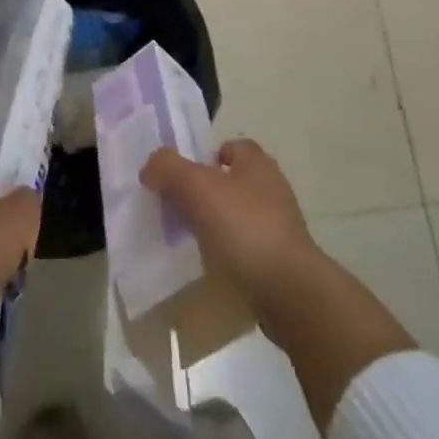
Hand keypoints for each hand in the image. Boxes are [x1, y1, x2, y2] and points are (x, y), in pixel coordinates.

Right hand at [140, 138, 323, 309]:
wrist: (289, 291)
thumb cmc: (245, 228)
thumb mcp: (198, 188)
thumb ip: (169, 169)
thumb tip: (150, 166)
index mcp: (257, 163)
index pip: (230, 146)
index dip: (205, 156)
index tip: (181, 177)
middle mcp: (272, 188)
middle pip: (231, 181)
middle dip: (205, 193)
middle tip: (177, 209)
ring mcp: (279, 227)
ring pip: (237, 216)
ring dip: (215, 226)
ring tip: (189, 242)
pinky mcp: (280, 261)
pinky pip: (245, 249)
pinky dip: (228, 255)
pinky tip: (211, 268)